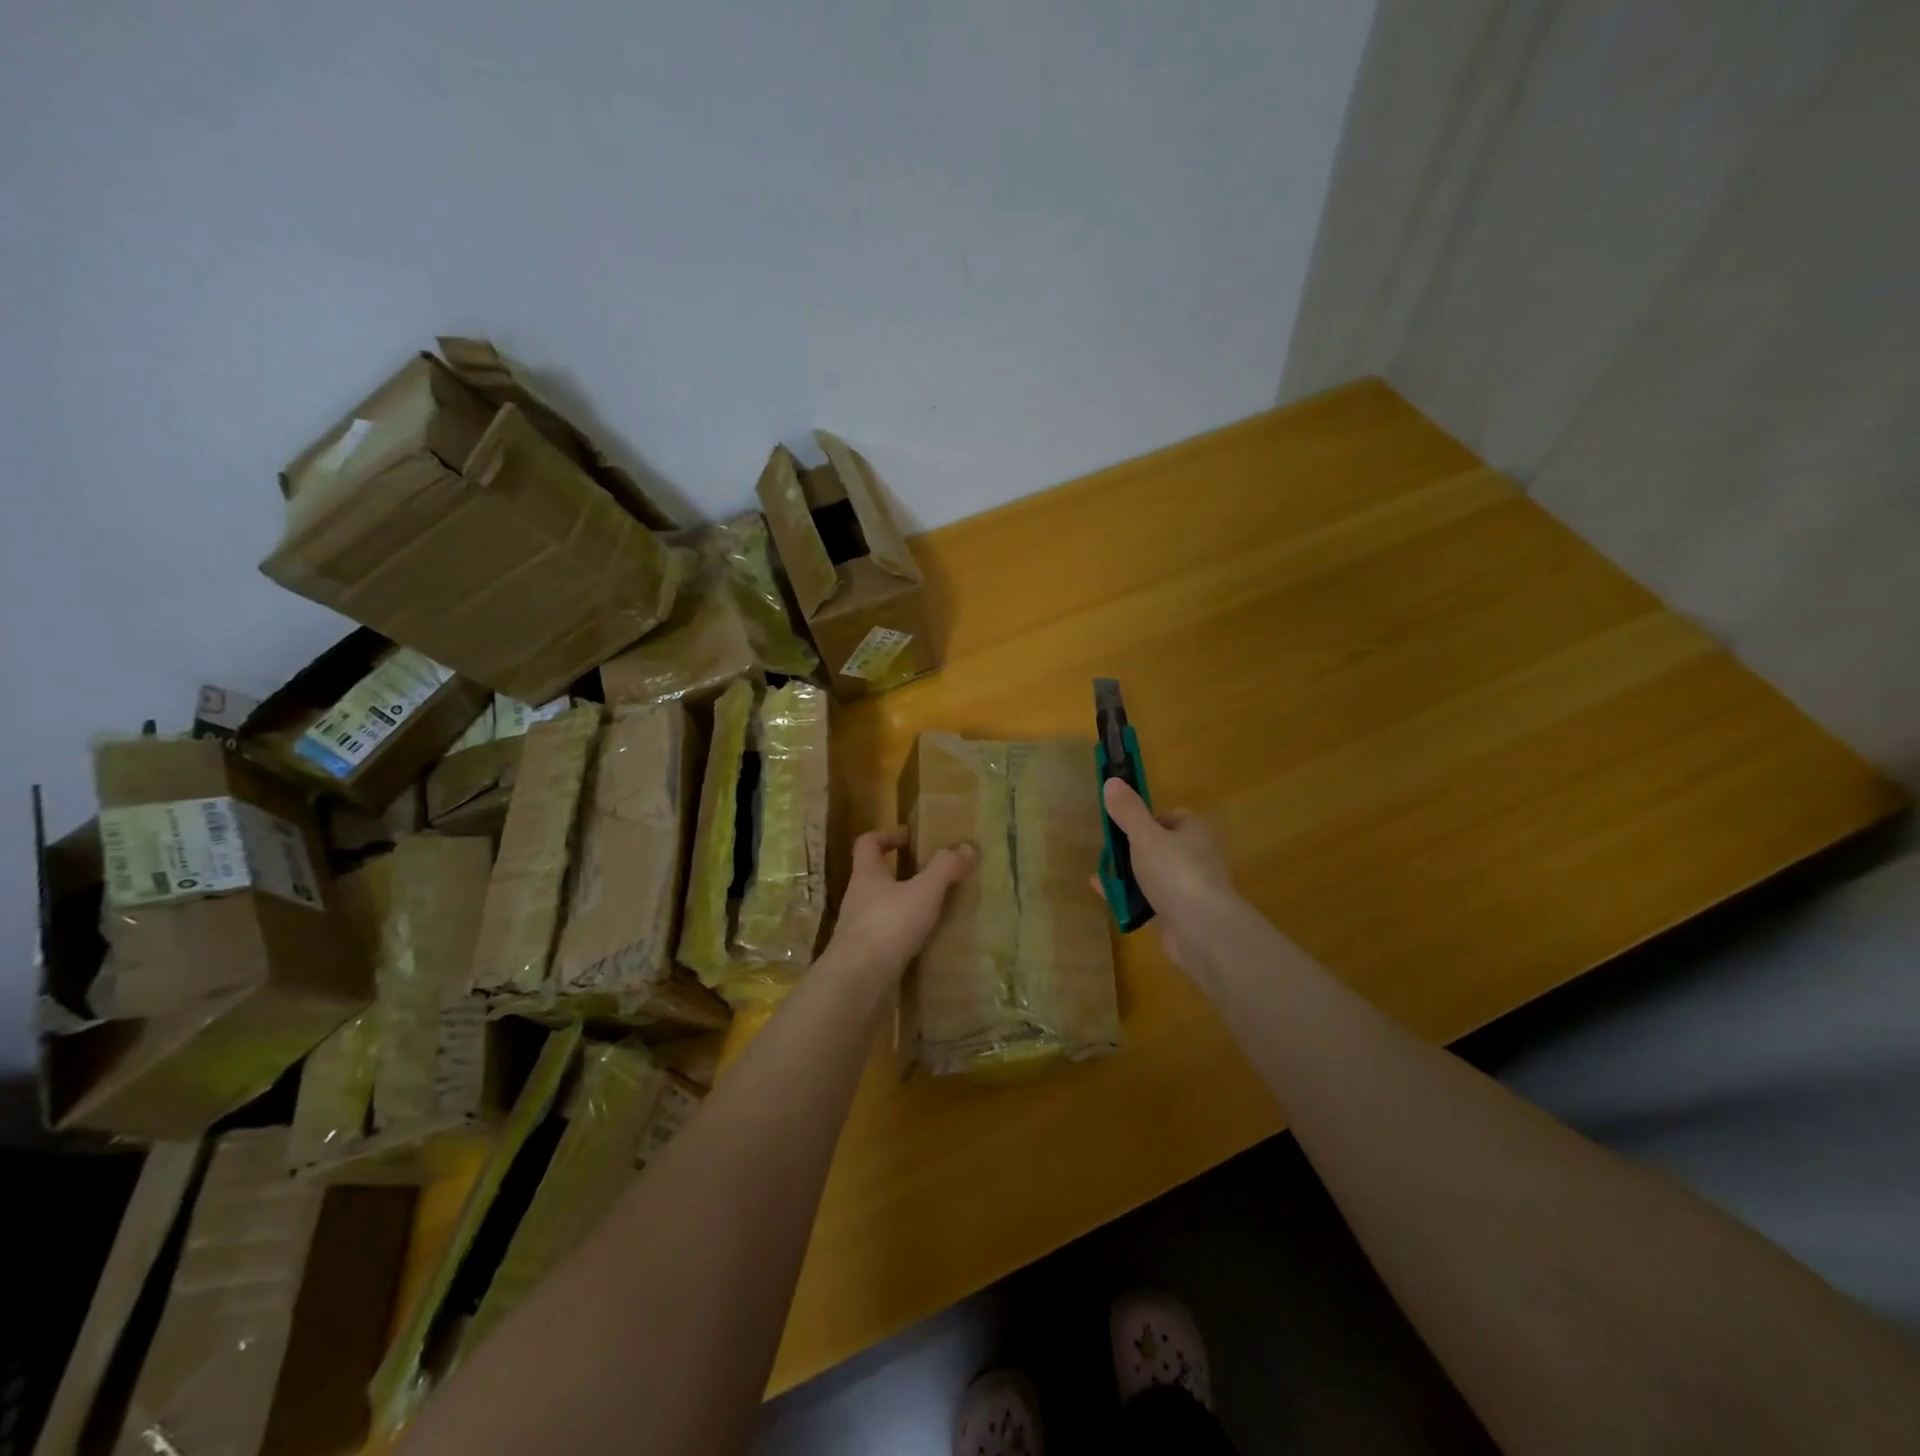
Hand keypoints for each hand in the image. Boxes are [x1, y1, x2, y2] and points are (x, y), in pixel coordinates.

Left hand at [828, 828, 974, 981]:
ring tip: (936, 909)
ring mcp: (859, 929)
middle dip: (902, 873)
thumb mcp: (924, 892)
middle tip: (933, 875)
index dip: (887, 835)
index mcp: (866, 875)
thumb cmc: (888, 925)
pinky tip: (927, 941)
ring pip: (883, 907)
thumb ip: (945, 869)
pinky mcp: (866, 955)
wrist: (858, 982)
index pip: (867, 843)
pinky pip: (888, 936)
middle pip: (876, 876)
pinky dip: (906, 934)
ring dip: (906, 905)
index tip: (910, 838)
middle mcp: (858, 898)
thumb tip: (967, 847)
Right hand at [1101, 778, 1238, 977]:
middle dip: (1133, 850)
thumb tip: (1111, 780)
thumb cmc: (1176, 873)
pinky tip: (1106, 897)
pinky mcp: (1179, 916)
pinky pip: (1148, 902)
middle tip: (1109, 852)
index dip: (1146, 818)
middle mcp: (1196, 857)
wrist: (1203, 931)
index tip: (1123, 825)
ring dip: (1128, 876)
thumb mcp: (1145, 836)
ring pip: (1153, 876)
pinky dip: (1129, 899)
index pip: (1172, 817)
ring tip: (1101, 875)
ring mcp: (1188, 888)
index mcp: (1194, 831)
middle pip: (1160, 847)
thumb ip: (1127, 811)